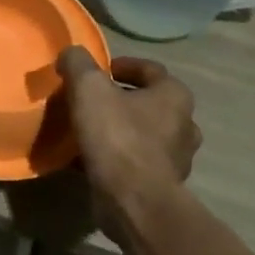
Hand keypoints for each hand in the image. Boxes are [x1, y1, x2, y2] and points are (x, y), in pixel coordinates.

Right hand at [57, 47, 201, 240]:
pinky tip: (90, 160)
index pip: (151, 69)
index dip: (123, 66)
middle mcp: (184, 125)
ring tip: (89, 131)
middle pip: (150, 103)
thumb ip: (78, 63)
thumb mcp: (88, 87)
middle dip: (122, 100)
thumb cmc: (116, 136)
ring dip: (121, 130)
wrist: (133, 200)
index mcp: (175, 96)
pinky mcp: (161, 186)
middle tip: (92, 101)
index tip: (99, 72)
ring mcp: (176, 159)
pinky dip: (117, 158)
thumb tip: (71, 55)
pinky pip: (136, 163)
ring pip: (144, 135)